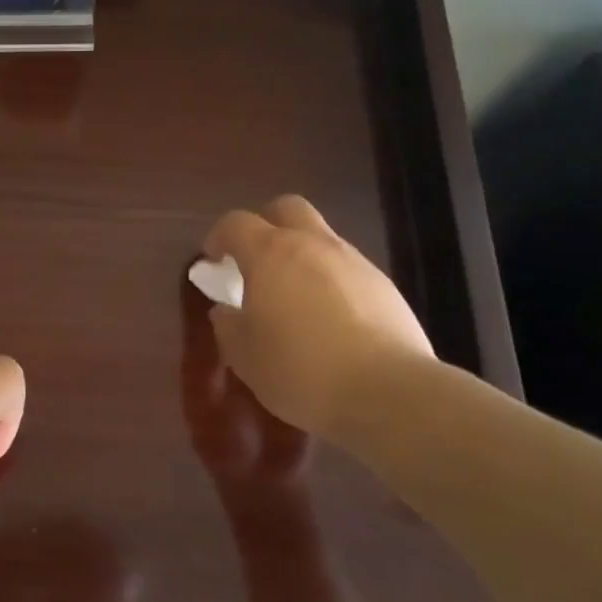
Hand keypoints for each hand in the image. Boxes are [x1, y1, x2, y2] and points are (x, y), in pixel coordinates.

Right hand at [202, 195, 432, 439]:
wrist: (388, 392)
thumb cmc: (300, 369)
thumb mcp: (245, 356)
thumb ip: (228, 326)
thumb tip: (225, 311)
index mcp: (270, 253)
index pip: (235, 223)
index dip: (219, 237)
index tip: (213, 261)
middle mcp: (313, 245)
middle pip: (287, 208)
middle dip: (267, 224)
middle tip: (256, 260)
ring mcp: (354, 262)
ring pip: (321, 238)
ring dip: (302, 256)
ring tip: (294, 298)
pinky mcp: (385, 286)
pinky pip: (347, 269)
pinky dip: (331, 282)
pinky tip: (330, 320)